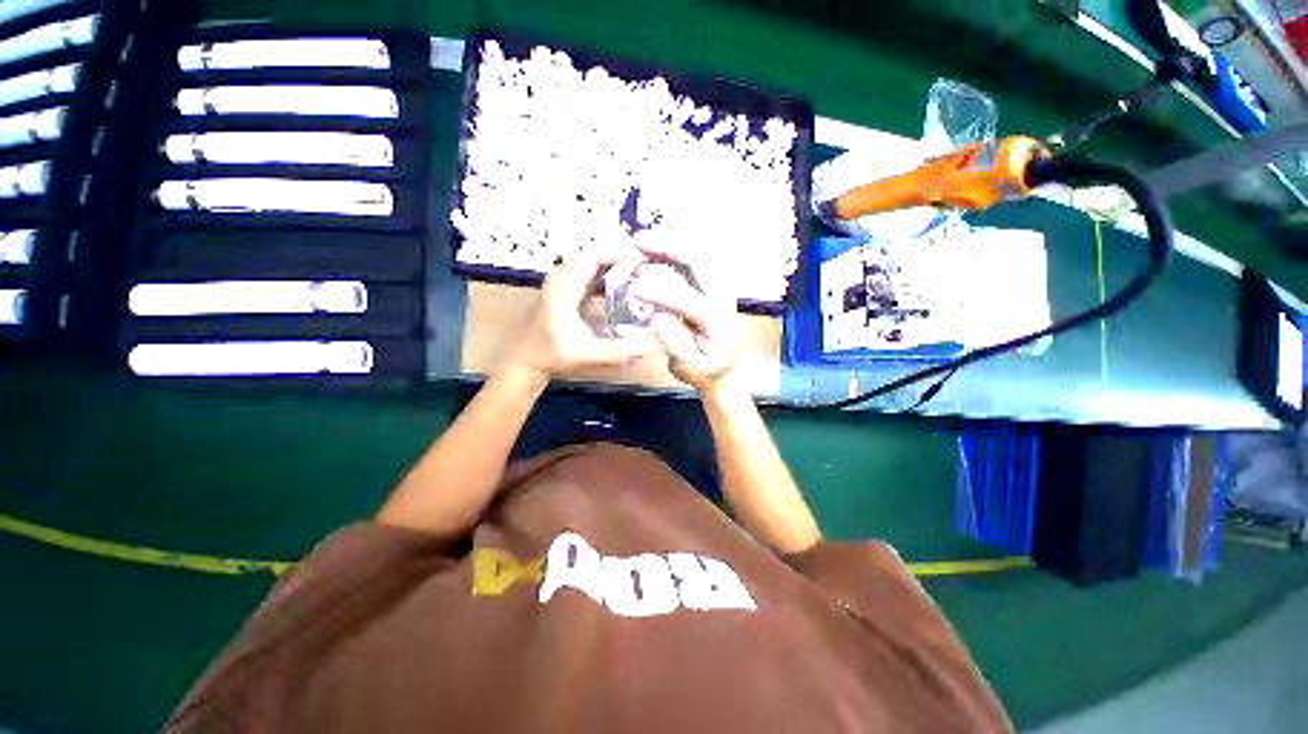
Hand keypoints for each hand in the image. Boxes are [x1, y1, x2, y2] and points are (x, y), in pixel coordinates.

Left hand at [506, 255, 656, 380]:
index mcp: (563, 290)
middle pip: (591, 256)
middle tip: (643, 266)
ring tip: (635, 272)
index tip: (641, 258)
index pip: (591, 258)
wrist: (524, 360)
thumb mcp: (587, 355)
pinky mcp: (561, 290)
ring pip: (587, 263)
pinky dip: (602, 274)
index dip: (616, 253)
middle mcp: (559, 280)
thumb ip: (618, 351)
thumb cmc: (552, 356)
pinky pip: (584, 273)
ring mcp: (558, 284)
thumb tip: (651, 345)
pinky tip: (618, 286)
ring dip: (610, 264)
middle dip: (618, 257)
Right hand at [637, 249, 741, 392]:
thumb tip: (656, 316)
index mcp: (717, 321)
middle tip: (640, 242)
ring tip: (642, 241)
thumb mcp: (689, 368)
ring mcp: (717, 288)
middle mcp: (721, 298)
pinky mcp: (709, 286)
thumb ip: (675, 344)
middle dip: (669, 249)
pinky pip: (692, 262)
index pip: (690, 302)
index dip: (663, 294)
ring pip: (696, 256)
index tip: (637, 290)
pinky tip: (653, 250)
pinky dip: (672, 252)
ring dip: (669, 245)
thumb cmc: (706, 372)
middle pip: (700, 264)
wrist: (725, 370)